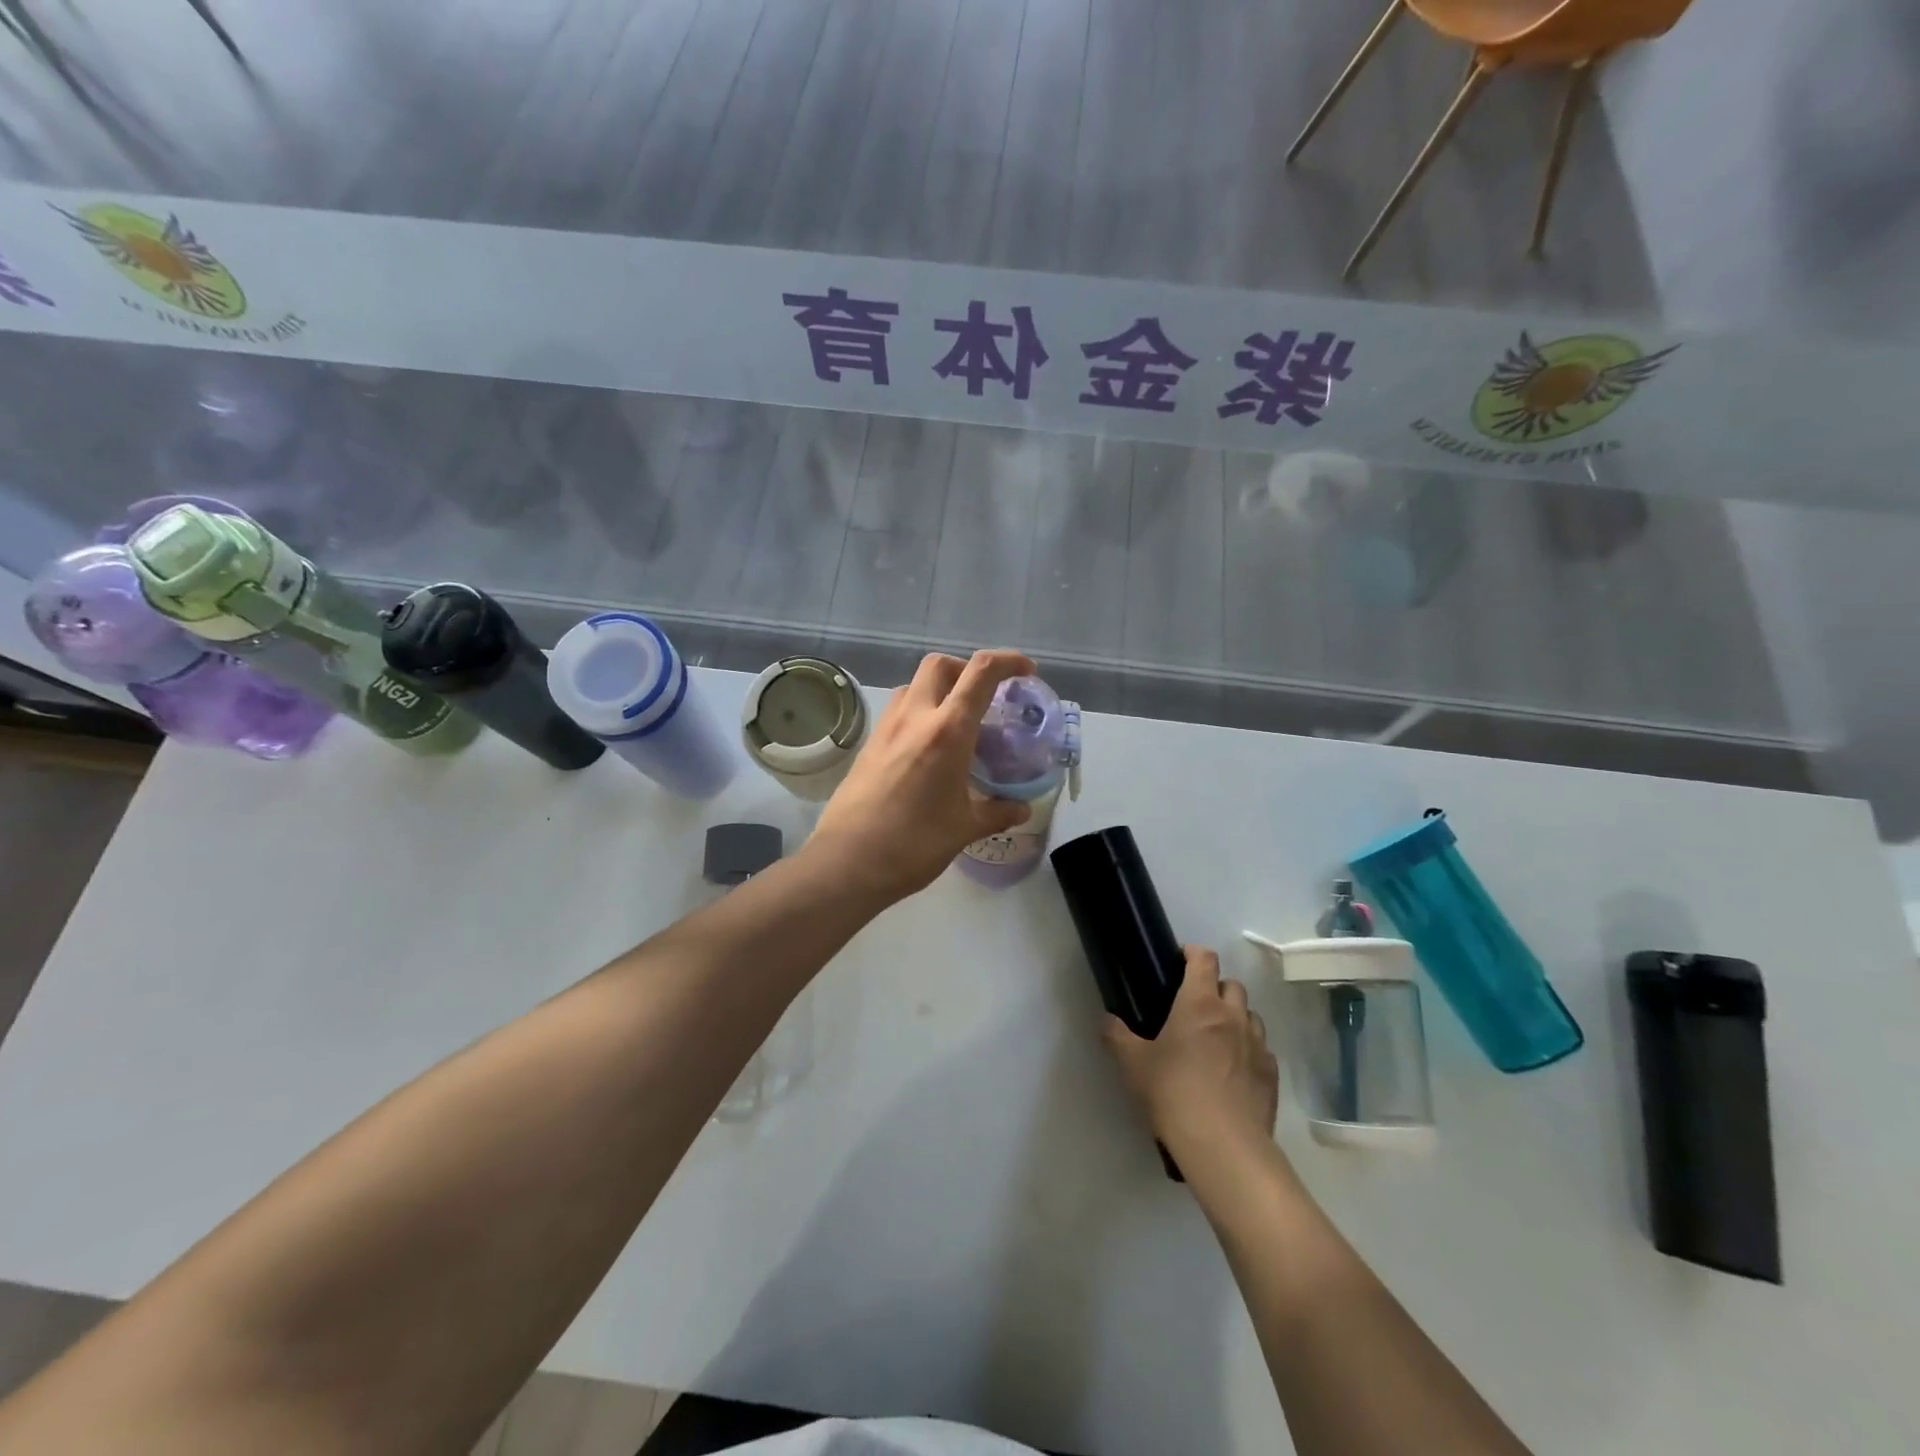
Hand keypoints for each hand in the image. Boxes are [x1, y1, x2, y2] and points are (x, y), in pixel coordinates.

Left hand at [810, 649, 1037, 901]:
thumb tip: (1021, 808)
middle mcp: (915, 717)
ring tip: (958, 723)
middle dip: (967, 669)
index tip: (1026, 671)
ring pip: (914, 685)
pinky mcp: (868, 745)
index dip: (1008, 661)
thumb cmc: (914, 843)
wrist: (848, 862)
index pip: (980, 673)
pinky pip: (899, 711)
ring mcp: (886, 728)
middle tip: (986, 697)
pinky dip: (920, 712)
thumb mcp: (965, 828)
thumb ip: (997, 811)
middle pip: (940, 665)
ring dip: (940, 689)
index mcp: (947, 730)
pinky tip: (929, 749)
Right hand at [1102, 947, 1278, 1165]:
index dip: (1193, 953)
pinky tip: (1234, 1071)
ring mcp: (1258, 1045)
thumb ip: (1116, 1036)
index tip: (1181, 959)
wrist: (1224, 1147)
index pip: (1204, 959)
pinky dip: (1249, 1050)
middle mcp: (1233, 1016)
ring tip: (1217, 1039)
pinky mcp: (1272, 1075)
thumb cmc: (1174, 1093)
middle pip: (1232, 984)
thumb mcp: (1133, 1064)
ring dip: (1235, 1018)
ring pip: (1251, 1016)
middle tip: (1194, 1007)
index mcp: (1199, 1004)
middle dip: (1215, 987)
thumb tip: (1106, 1021)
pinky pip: (1262, 1049)